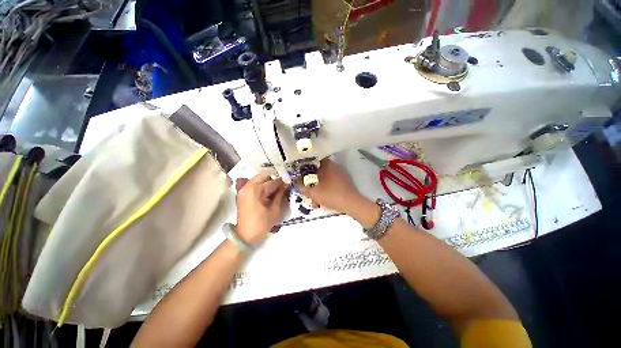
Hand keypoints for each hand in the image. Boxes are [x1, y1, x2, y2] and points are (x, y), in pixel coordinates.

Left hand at [235, 174, 287, 245]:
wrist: (245, 235)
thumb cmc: (261, 224)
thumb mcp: (275, 210)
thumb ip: (281, 195)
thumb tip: (286, 185)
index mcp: (256, 189)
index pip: (273, 181)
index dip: (283, 183)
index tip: (290, 184)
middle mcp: (248, 186)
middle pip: (265, 176)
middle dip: (274, 180)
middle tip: (282, 187)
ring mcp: (244, 189)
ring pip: (259, 179)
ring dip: (268, 182)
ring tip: (276, 191)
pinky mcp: (243, 193)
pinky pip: (255, 184)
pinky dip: (262, 186)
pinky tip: (268, 193)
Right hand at [296, 159, 365, 214]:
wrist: (351, 203)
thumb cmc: (331, 195)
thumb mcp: (313, 192)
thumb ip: (301, 187)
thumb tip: (294, 181)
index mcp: (326, 165)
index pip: (313, 159)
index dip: (305, 165)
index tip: (300, 171)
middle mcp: (334, 165)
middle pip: (318, 168)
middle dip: (311, 177)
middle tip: (306, 185)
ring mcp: (340, 172)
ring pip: (325, 175)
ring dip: (318, 183)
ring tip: (315, 194)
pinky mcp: (344, 179)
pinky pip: (331, 179)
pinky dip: (326, 185)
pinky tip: (323, 194)